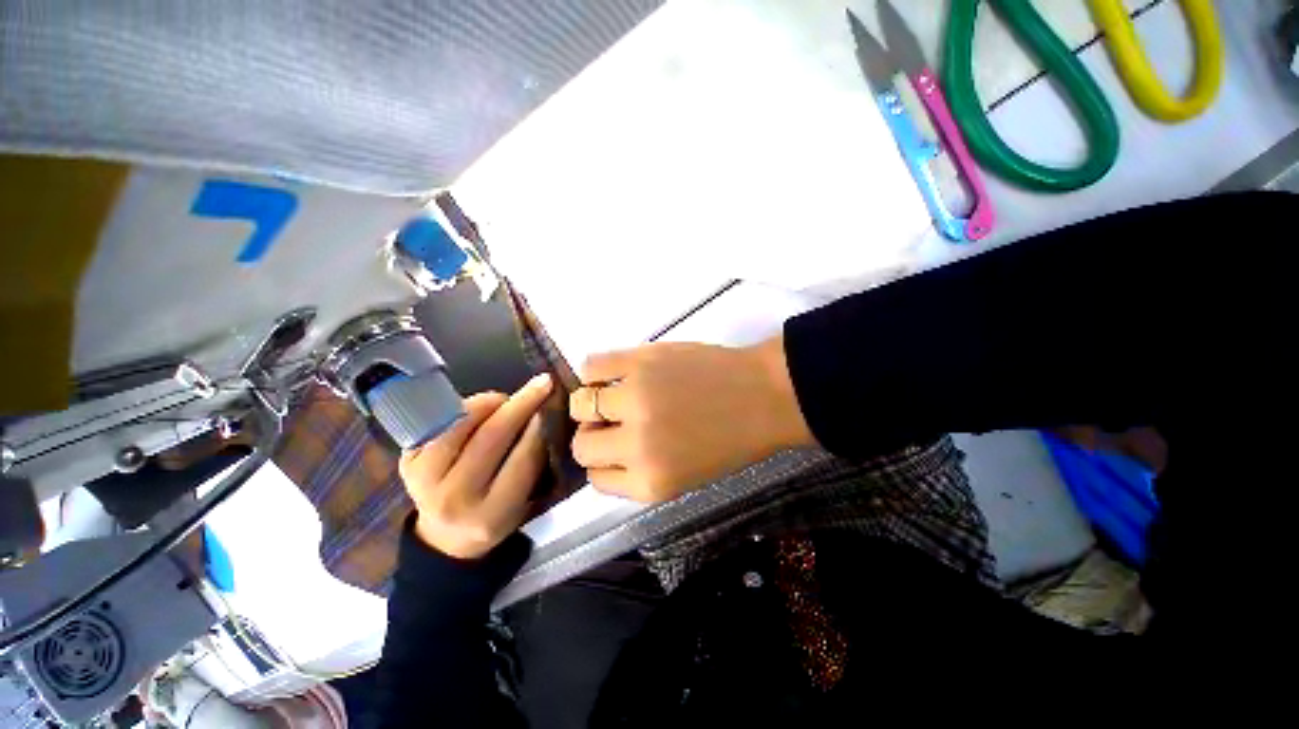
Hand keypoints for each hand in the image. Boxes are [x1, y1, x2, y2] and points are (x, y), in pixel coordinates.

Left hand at [398, 374, 552, 558]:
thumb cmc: (494, 516)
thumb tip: (541, 415)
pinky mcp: (407, 462)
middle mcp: (454, 499)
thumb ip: (533, 463)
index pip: (521, 461)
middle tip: (541, 383)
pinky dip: (466, 408)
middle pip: (491, 437)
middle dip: (521, 404)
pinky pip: (442, 422)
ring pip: (462, 423)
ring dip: (491, 402)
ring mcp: (424, 480)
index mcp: (490, 515)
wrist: (444, 537)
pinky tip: (482, 409)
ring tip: (507, 400)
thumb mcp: (522, 503)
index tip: (551, 404)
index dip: (539, 428)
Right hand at [568, 338, 811, 502]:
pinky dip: (594, 371)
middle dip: (592, 434)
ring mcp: (635, 399)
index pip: (595, 478)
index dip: (602, 461)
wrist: (764, 396)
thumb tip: (602, 450)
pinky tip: (613, 373)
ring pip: (581, 403)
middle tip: (610, 420)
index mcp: (649, 482)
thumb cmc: (730, 440)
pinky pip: (591, 365)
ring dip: (590, 401)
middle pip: (582, 445)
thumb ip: (637, 472)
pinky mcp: (639, 361)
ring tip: (612, 393)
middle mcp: (636, 445)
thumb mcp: (682, 477)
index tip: (611, 446)